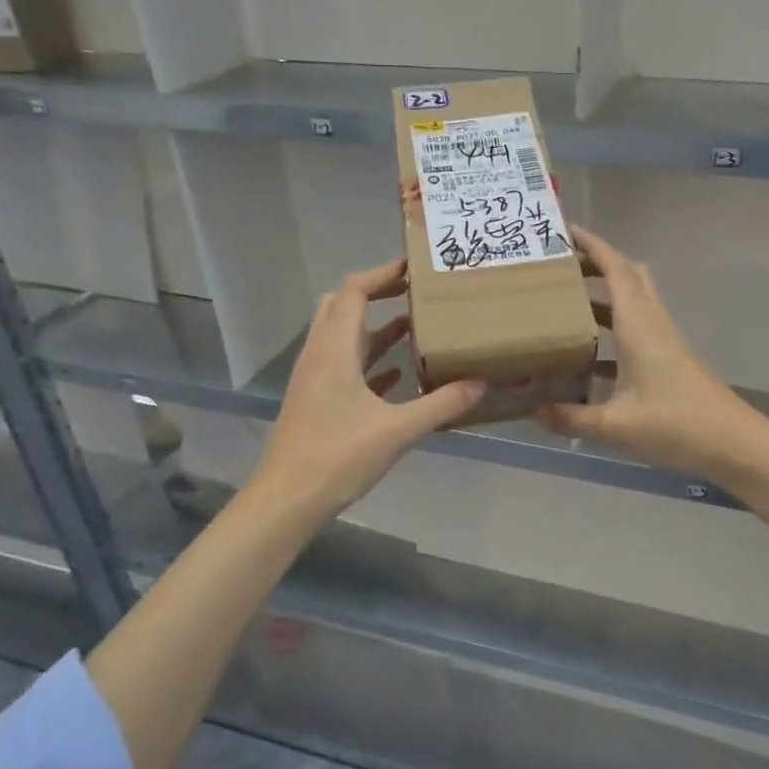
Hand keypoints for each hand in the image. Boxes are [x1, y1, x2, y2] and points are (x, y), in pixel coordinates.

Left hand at [251, 259, 484, 518]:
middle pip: (342, 306)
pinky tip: (398, 375)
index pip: (353, 292)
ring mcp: (315, 379)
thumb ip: (441, 404)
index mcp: (335, 350)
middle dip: (376, 292)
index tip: (414, 267)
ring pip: (344, 337)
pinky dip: (369, 360)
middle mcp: (320, 355)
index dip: (381, 273)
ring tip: (416, 324)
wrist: (287, 501)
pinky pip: (344, 366)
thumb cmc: (338, 457)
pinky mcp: (316, 401)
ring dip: (375, 326)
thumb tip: (482, 383)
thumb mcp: (398, 430)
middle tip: (414, 290)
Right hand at [537, 229, 761, 480]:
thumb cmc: (676, 425)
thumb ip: (571, 417)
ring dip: (604, 294)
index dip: (591, 245)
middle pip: (627, 275)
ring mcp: (664, 340)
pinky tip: (589, 354)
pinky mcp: (669, 359)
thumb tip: (534, 411)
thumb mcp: (615, 426)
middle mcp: (652, 323)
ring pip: (633, 301)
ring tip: (565, 301)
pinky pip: (636, 328)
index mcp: (638, 325)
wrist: (733, 444)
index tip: (562, 230)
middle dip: (596, 262)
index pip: (615, 269)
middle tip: (560, 266)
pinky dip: (613, 327)